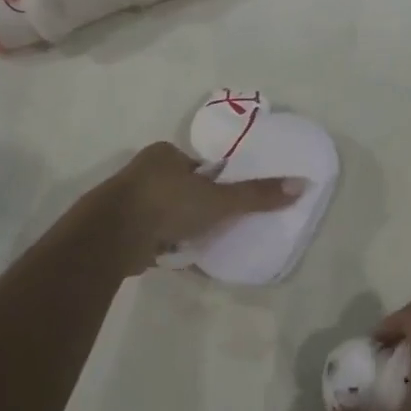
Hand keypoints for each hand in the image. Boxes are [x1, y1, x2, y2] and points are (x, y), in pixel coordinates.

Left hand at [87, 142, 301, 274]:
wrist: (110, 237)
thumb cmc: (167, 205)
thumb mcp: (219, 200)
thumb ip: (256, 195)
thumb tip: (301, 184)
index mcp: (165, 153)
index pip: (198, 167)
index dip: (213, 184)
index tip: (223, 205)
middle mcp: (142, 170)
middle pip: (180, 189)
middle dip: (194, 208)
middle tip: (211, 228)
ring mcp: (125, 199)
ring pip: (162, 212)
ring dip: (176, 227)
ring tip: (192, 246)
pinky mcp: (114, 227)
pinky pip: (146, 233)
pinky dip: (158, 243)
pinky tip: (170, 257)